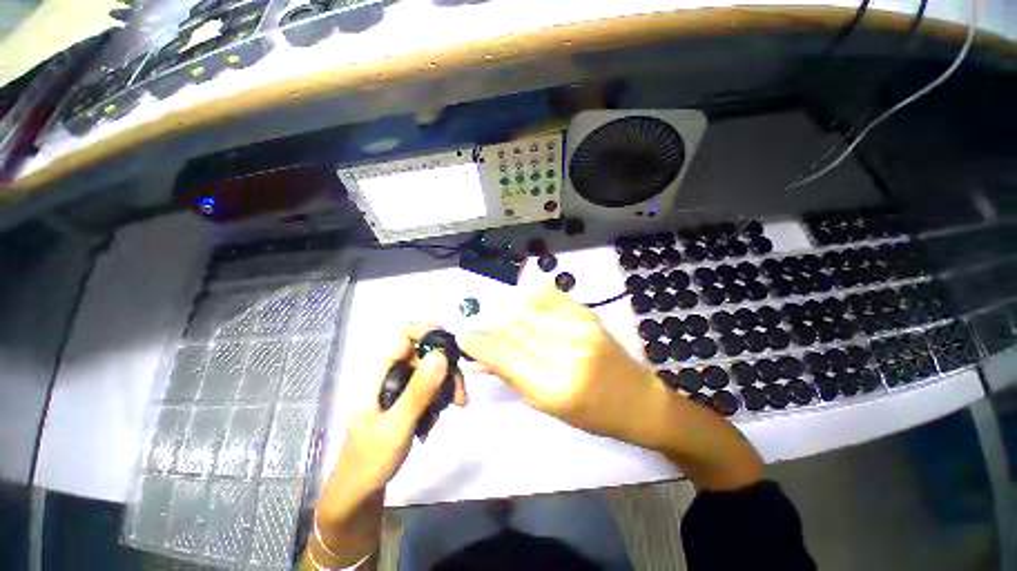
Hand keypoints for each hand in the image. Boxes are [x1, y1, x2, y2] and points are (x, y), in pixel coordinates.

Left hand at [320, 324, 466, 523]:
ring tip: (458, 403)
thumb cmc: (371, 459)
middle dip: (446, 365)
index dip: (428, 332)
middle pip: (424, 350)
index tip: (452, 348)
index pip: (402, 333)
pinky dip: (442, 392)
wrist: (360, 488)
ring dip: (448, 381)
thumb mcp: (397, 426)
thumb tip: (441, 354)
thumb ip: (418, 391)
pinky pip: (431, 381)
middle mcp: (388, 370)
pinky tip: (445, 410)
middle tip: (460, 390)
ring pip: (431, 366)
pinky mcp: (406, 393)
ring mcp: (398, 382)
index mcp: (376, 371)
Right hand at [460, 286, 763, 489]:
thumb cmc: (592, 415)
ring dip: (507, 316)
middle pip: (512, 328)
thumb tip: (479, 359)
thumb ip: (511, 377)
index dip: (478, 343)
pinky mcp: (587, 313)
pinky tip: (525, 305)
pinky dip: (531, 298)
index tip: (463, 338)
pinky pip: (549, 295)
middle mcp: (566, 349)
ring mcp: (579, 326)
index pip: (503, 355)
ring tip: (504, 325)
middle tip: (481, 335)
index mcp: (555, 384)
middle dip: (490, 330)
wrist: (639, 399)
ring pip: (526, 310)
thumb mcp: (547, 406)